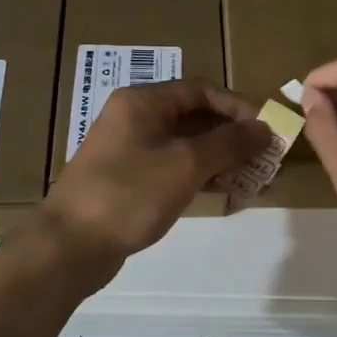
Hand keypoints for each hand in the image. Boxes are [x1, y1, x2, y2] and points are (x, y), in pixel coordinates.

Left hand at [38, 79, 270, 279]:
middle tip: (264, 157)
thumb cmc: (130, 194)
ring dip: (220, 157)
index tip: (266, 129)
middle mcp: (135, 118)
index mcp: (143, 101)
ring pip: (185, 144)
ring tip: (252, 178)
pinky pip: (173, 167)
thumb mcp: (186, 164)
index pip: (201, 89)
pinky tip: (224, 192)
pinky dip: (199, 175)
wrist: (70, 246)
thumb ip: (229, 143)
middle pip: (194, 116)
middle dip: (232, 135)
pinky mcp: (129, 180)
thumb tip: (265, 128)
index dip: (237, 106)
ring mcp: (130, 150)